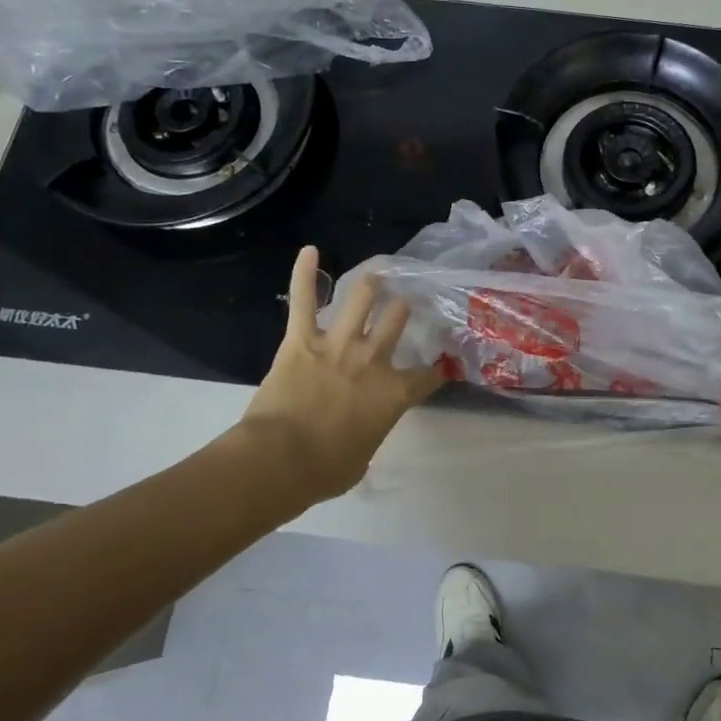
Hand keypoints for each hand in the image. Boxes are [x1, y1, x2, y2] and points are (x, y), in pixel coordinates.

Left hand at [231, 248, 444, 504]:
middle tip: (403, 305)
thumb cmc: (325, 470)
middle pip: (398, 320)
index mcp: (394, 394)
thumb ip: (370, 433)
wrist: (280, 461)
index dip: (436, 372)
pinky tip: (310, 251)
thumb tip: (361, 431)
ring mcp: (338, 344)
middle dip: (403, 310)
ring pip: (362, 298)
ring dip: (371, 285)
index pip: (428, 376)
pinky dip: (305, 273)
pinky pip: (304, 299)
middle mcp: (373, 360)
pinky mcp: (302, 339)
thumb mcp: (362, 458)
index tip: (440, 369)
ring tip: (377, 275)